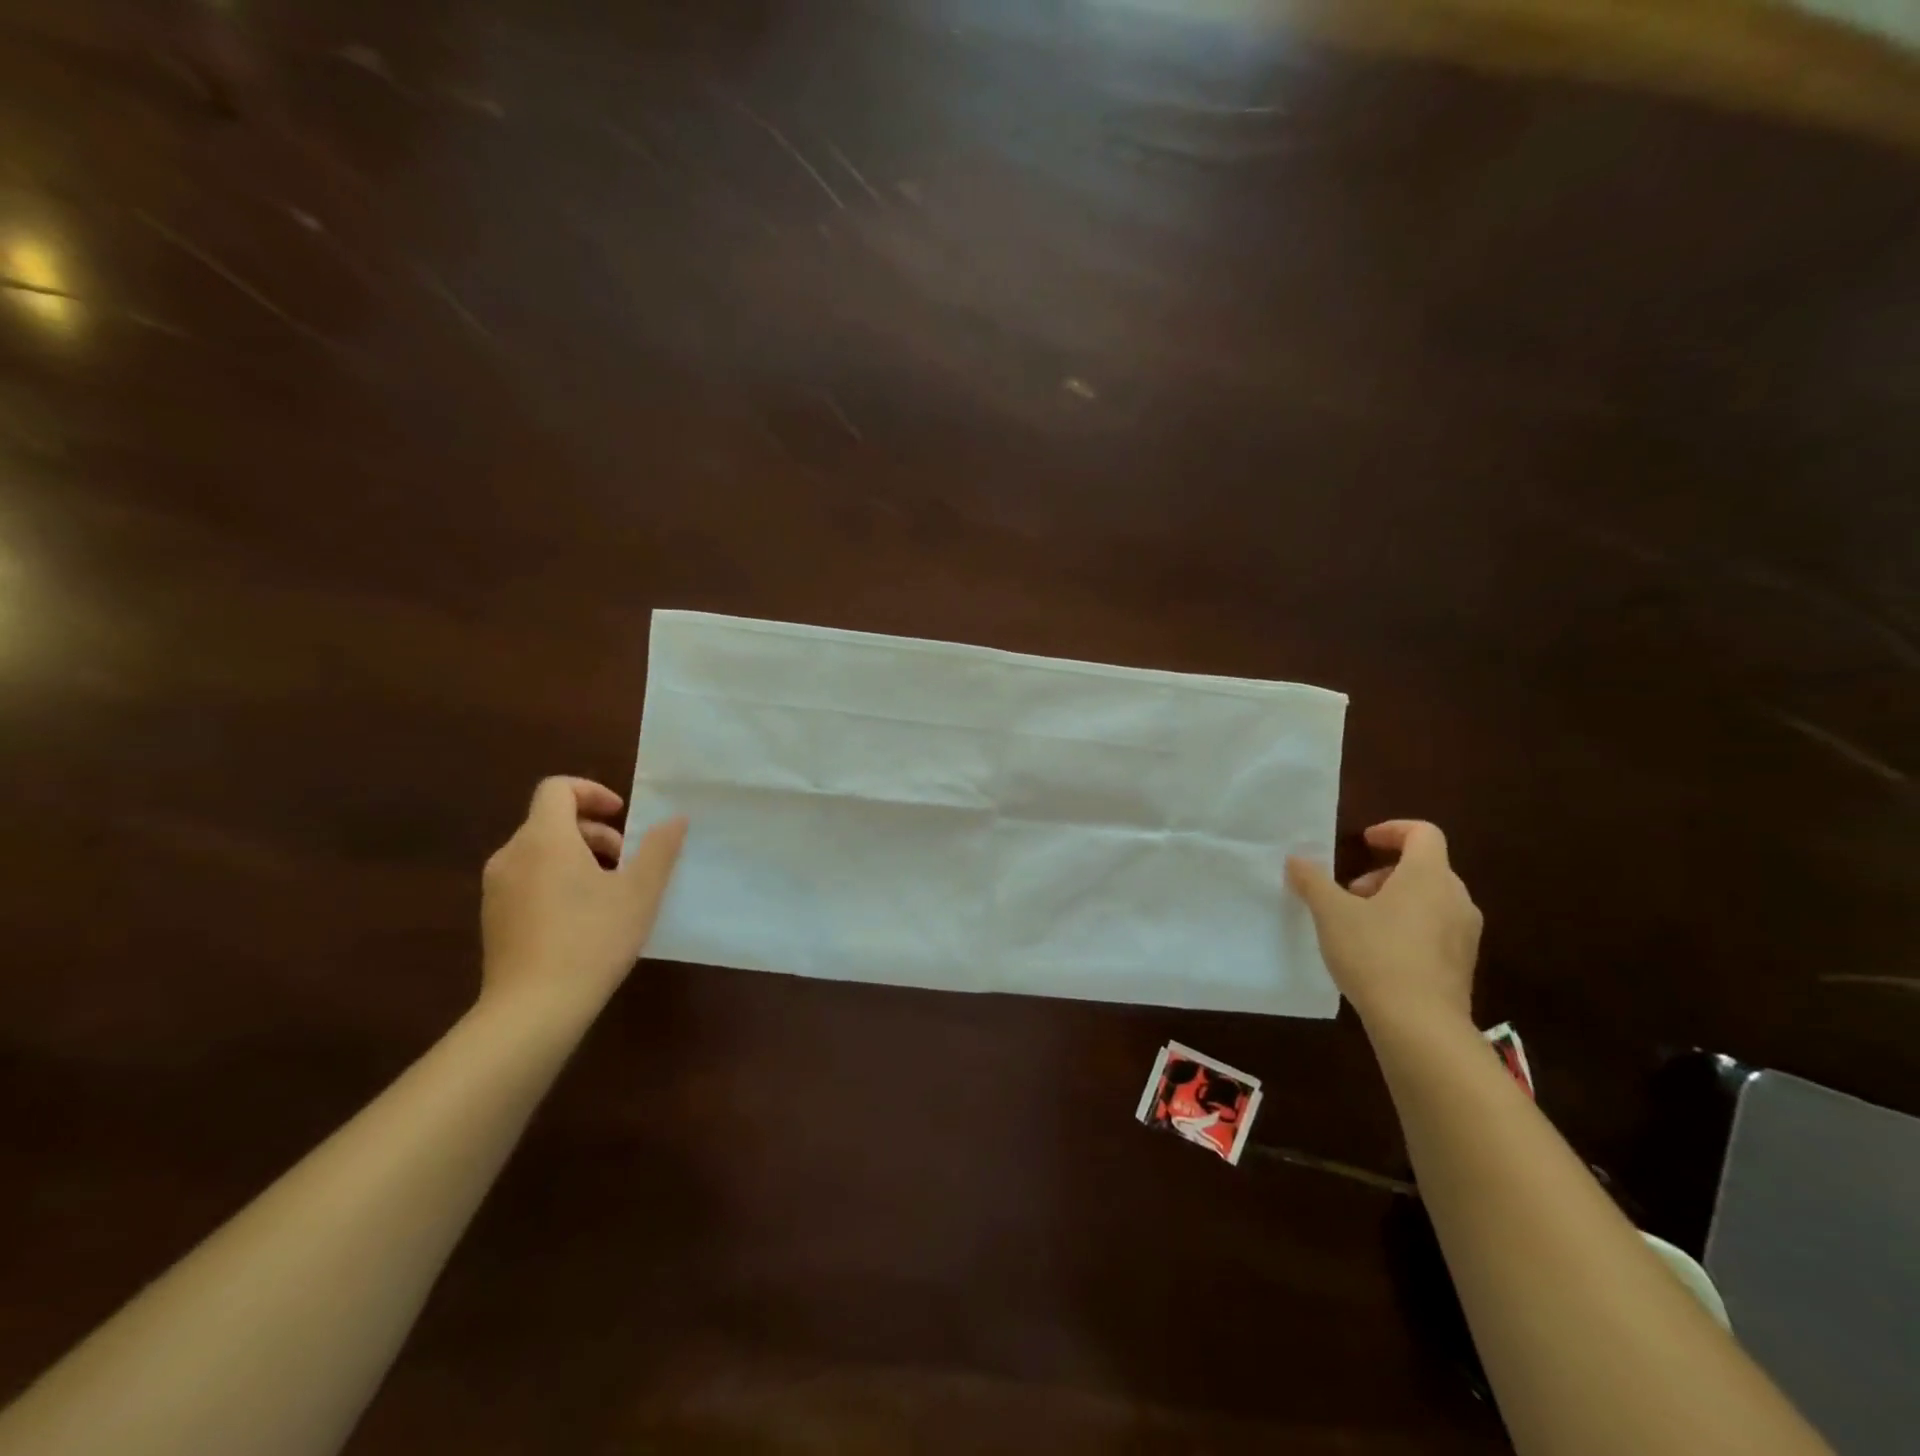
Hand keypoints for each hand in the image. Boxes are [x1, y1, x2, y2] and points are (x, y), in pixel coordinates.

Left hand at [479, 776, 687, 1022]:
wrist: (532, 1010)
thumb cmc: (592, 939)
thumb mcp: (640, 892)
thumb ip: (659, 849)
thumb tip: (676, 819)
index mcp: (544, 839)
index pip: (557, 789)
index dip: (592, 792)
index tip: (623, 816)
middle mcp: (512, 855)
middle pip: (550, 821)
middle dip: (594, 831)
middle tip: (626, 859)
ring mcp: (497, 889)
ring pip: (539, 852)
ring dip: (577, 856)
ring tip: (609, 890)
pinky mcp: (493, 919)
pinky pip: (527, 880)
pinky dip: (556, 880)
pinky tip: (583, 918)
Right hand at [1287, 820, 1481, 1028]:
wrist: (1420, 1025)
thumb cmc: (1375, 954)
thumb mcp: (1331, 913)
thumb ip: (1312, 881)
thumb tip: (1296, 860)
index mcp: (1428, 876)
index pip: (1424, 833)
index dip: (1392, 830)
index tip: (1363, 843)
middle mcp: (1455, 898)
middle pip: (1425, 867)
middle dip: (1384, 873)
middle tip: (1350, 893)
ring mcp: (1465, 933)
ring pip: (1430, 899)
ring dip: (1395, 900)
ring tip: (1360, 925)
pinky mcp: (1463, 963)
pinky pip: (1437, 928)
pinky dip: (1409, 927)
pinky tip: (1379, 954)